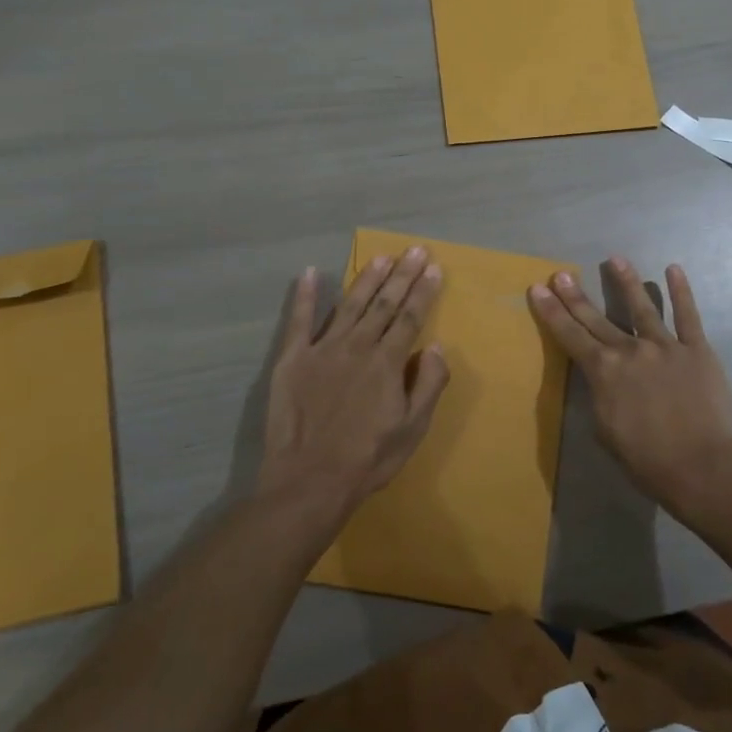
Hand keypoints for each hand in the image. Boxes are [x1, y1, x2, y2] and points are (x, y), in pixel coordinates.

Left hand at [257, 246, 450, 532]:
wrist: (309, 481)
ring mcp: (323, 350)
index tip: (435, 268)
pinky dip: (306, 295)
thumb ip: (429, 384)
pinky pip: (299, 321)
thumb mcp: (412, 429)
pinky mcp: (293, 359)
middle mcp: (358, 346)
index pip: (410, 318)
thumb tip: (438, 346)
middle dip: (403, 275)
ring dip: (367, 279)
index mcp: (388, 363)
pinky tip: (311, 273)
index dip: (424, 292)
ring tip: (382, 257)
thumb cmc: (367, 458)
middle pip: (384, 304)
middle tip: (415, 250)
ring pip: (350, 305)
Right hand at [529, 258, 731, 521]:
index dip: (551, 311)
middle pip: (597, 318)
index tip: (538, 288)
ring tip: (615, 259)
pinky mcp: (697, 349)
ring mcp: (665, 346)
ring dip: (626, 282)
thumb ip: (600, 396)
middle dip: (576, 295)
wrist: (701, 466)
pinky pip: (688, 315)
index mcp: (603, 371)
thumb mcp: (605, 431)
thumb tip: (601, 378)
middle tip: (562, 273)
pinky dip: (681, 292)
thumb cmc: (647, 460)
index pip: (570, 335)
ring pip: (641, 307)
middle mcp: (629, 350)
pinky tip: (674, 270)